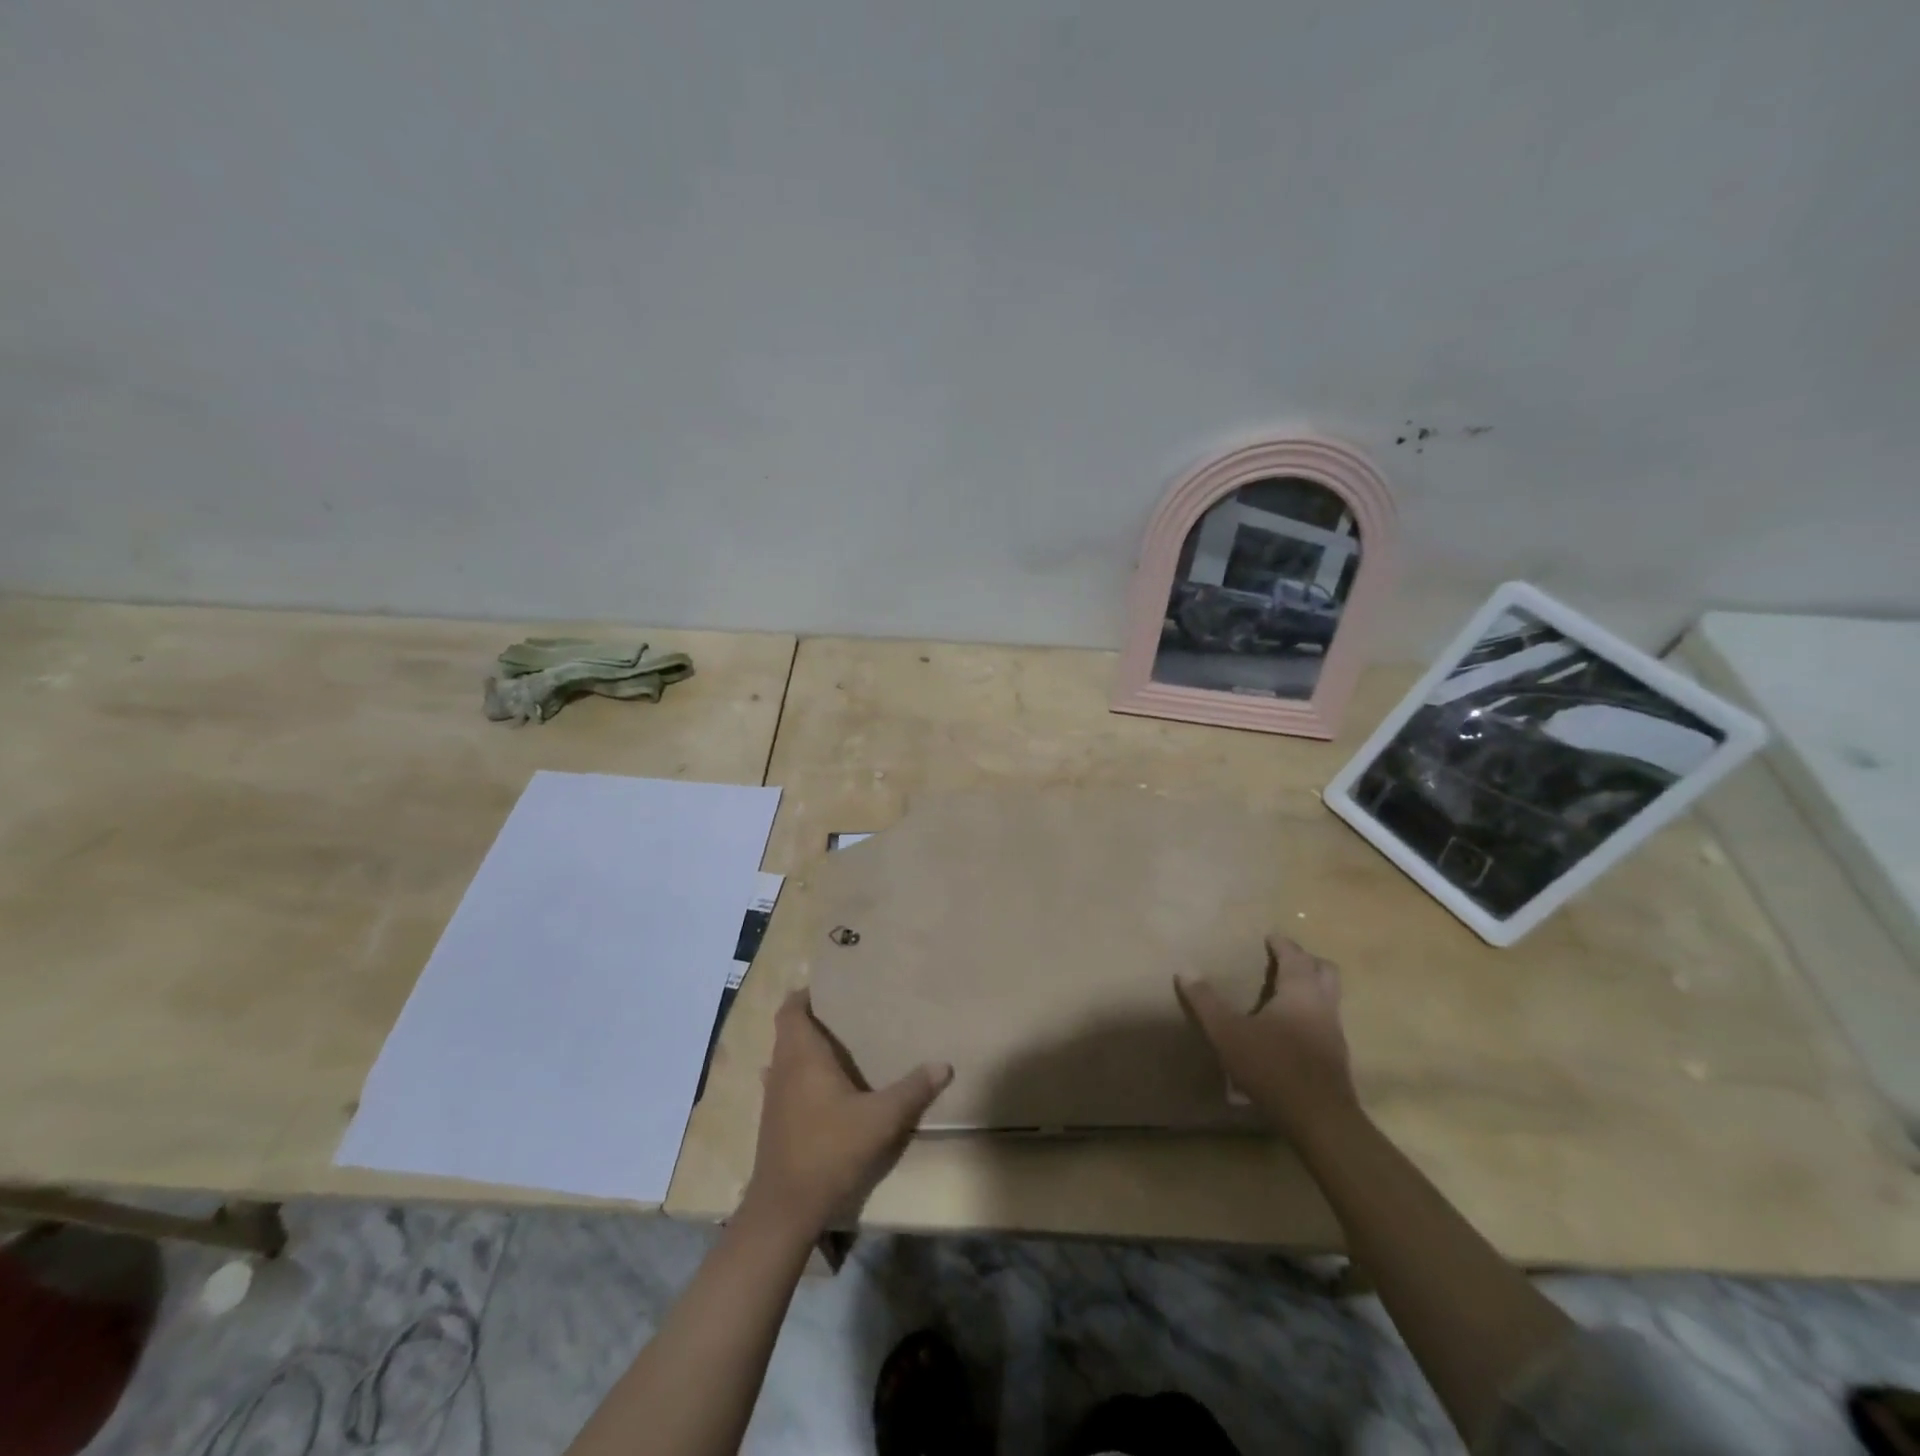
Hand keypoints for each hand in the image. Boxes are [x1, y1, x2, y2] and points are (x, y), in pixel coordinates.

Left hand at [743, 990, 951, 1236]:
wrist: (785, 1208)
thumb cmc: (830, 1150)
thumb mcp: (880, 1119)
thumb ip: (912, 1090)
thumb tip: (943, 1064)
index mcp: (801, 1055)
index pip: (791, 1009)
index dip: (805, 994)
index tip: (831, 986)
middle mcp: (782, 1068)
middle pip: (788, 1029)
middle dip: (812, 1017)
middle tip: (847, 1011)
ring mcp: (773, 1096)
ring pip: (784, 1056)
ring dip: (804, 1046)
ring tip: (839, 1043)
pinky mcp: (773, 1121)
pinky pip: (784, 1081)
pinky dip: (798, 1073)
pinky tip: (819, 1085)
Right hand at [1177, 936, 1358, 1142]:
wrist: (1319, 1119)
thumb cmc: (1272, 1066)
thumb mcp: (1227, 1032)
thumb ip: (1206, 1001)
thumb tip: (1184, 969)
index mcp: (1300, 991)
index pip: (1295, 955)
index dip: (1282, 944)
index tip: (1269, 937)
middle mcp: (1323, 1005)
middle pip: (1325, 970)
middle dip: (1305, 960)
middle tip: (1283, 960)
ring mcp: (1334, 1032)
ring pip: (1329, 996)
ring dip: (1311, 987)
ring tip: (1284, 993)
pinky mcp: (1336, 1057)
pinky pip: (1326, 1021)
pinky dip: (1311, 1013)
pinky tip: (1290, 1029)